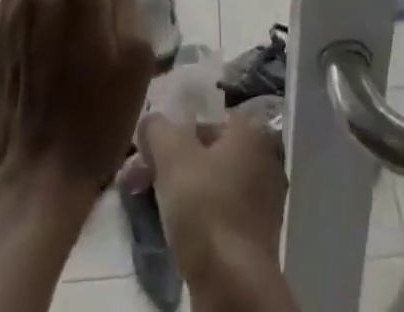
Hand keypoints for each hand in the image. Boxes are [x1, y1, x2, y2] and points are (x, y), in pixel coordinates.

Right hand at [143, 110, 287, 279]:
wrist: (233, 283)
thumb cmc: (205, 206)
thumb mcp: (172, 156)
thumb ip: (158, 129)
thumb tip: (151, 120)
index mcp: (250, 130)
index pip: (203, 121)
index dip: (171, 138)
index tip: (146, 159)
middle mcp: (263, 156)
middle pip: (207, 153)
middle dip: (171, 167)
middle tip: (140, 184)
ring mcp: (264, 197)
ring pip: (212, 185)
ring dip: (183, 193)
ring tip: (154, 210)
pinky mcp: (256, 234)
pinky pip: (221, 213)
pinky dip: (200, 218)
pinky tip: (180, 233)